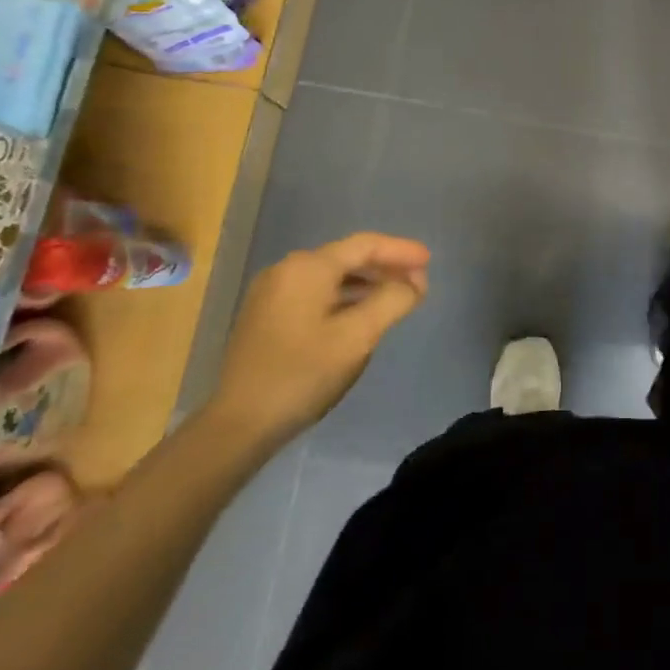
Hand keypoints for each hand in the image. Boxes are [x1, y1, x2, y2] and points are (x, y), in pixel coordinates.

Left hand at [208, 233, 429, 453]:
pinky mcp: (265, 315)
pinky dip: (344, 296)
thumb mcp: (357, 337)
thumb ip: (392, 301)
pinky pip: (315, 293)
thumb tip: (414, 283)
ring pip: (331, 276)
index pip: (365, 245)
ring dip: (366, 282)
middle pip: (347, 257)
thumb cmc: (303, 374)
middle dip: (385, 266)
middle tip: (418, 281)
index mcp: (308, 268)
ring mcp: (271, 292)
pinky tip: (360, 313)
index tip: (429, 261)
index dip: (400, 250)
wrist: (239, 424)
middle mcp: (286, 270)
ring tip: (396, 296)